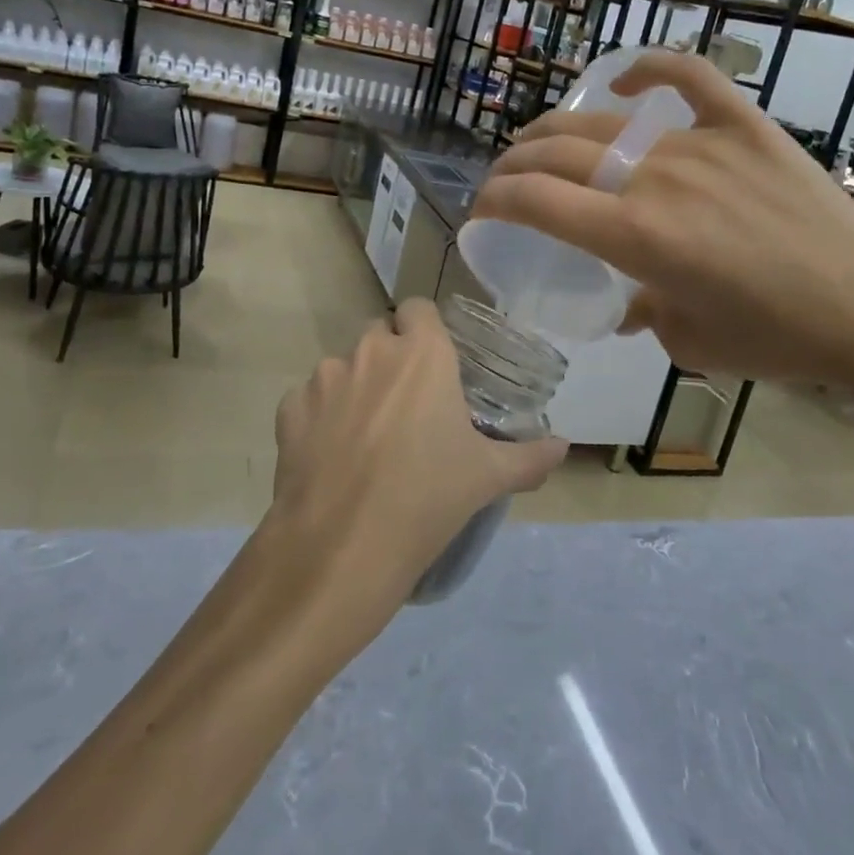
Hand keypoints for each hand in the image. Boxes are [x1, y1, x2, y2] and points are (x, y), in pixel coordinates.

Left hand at [269, 299, 567, 609]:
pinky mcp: (289, 408)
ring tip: (367, 437)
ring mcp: (324, 377)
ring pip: (344, 366)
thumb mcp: (487, 477)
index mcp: (422, 354)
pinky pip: (309, 399)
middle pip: (380, 334)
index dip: (425, 329)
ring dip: (356, 387)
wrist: (341, 547)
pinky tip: (331, 456)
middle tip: (407, 405)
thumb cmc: (427, 498)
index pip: (419, 308)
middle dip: (392, 358)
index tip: (435, 364)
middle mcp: (371, 351)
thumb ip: (530, 457)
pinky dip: (320, 417)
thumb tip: (563, 447)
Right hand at [471, 51, 853, 391]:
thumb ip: (643, 312)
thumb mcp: (688, 341)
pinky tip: (623, 76)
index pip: (535, 202)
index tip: (482, 210)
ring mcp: (699, 144)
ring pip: (605, 121)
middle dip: (514, 164)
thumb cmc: (776, 337)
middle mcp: (653, 179)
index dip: (494, 201)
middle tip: (506, 180)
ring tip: (543, 143)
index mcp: (633, 236)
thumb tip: (628, 302)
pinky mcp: (742, 126)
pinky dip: (651, 69)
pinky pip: (689, 78)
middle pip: (556, 153)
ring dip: (559, 131)